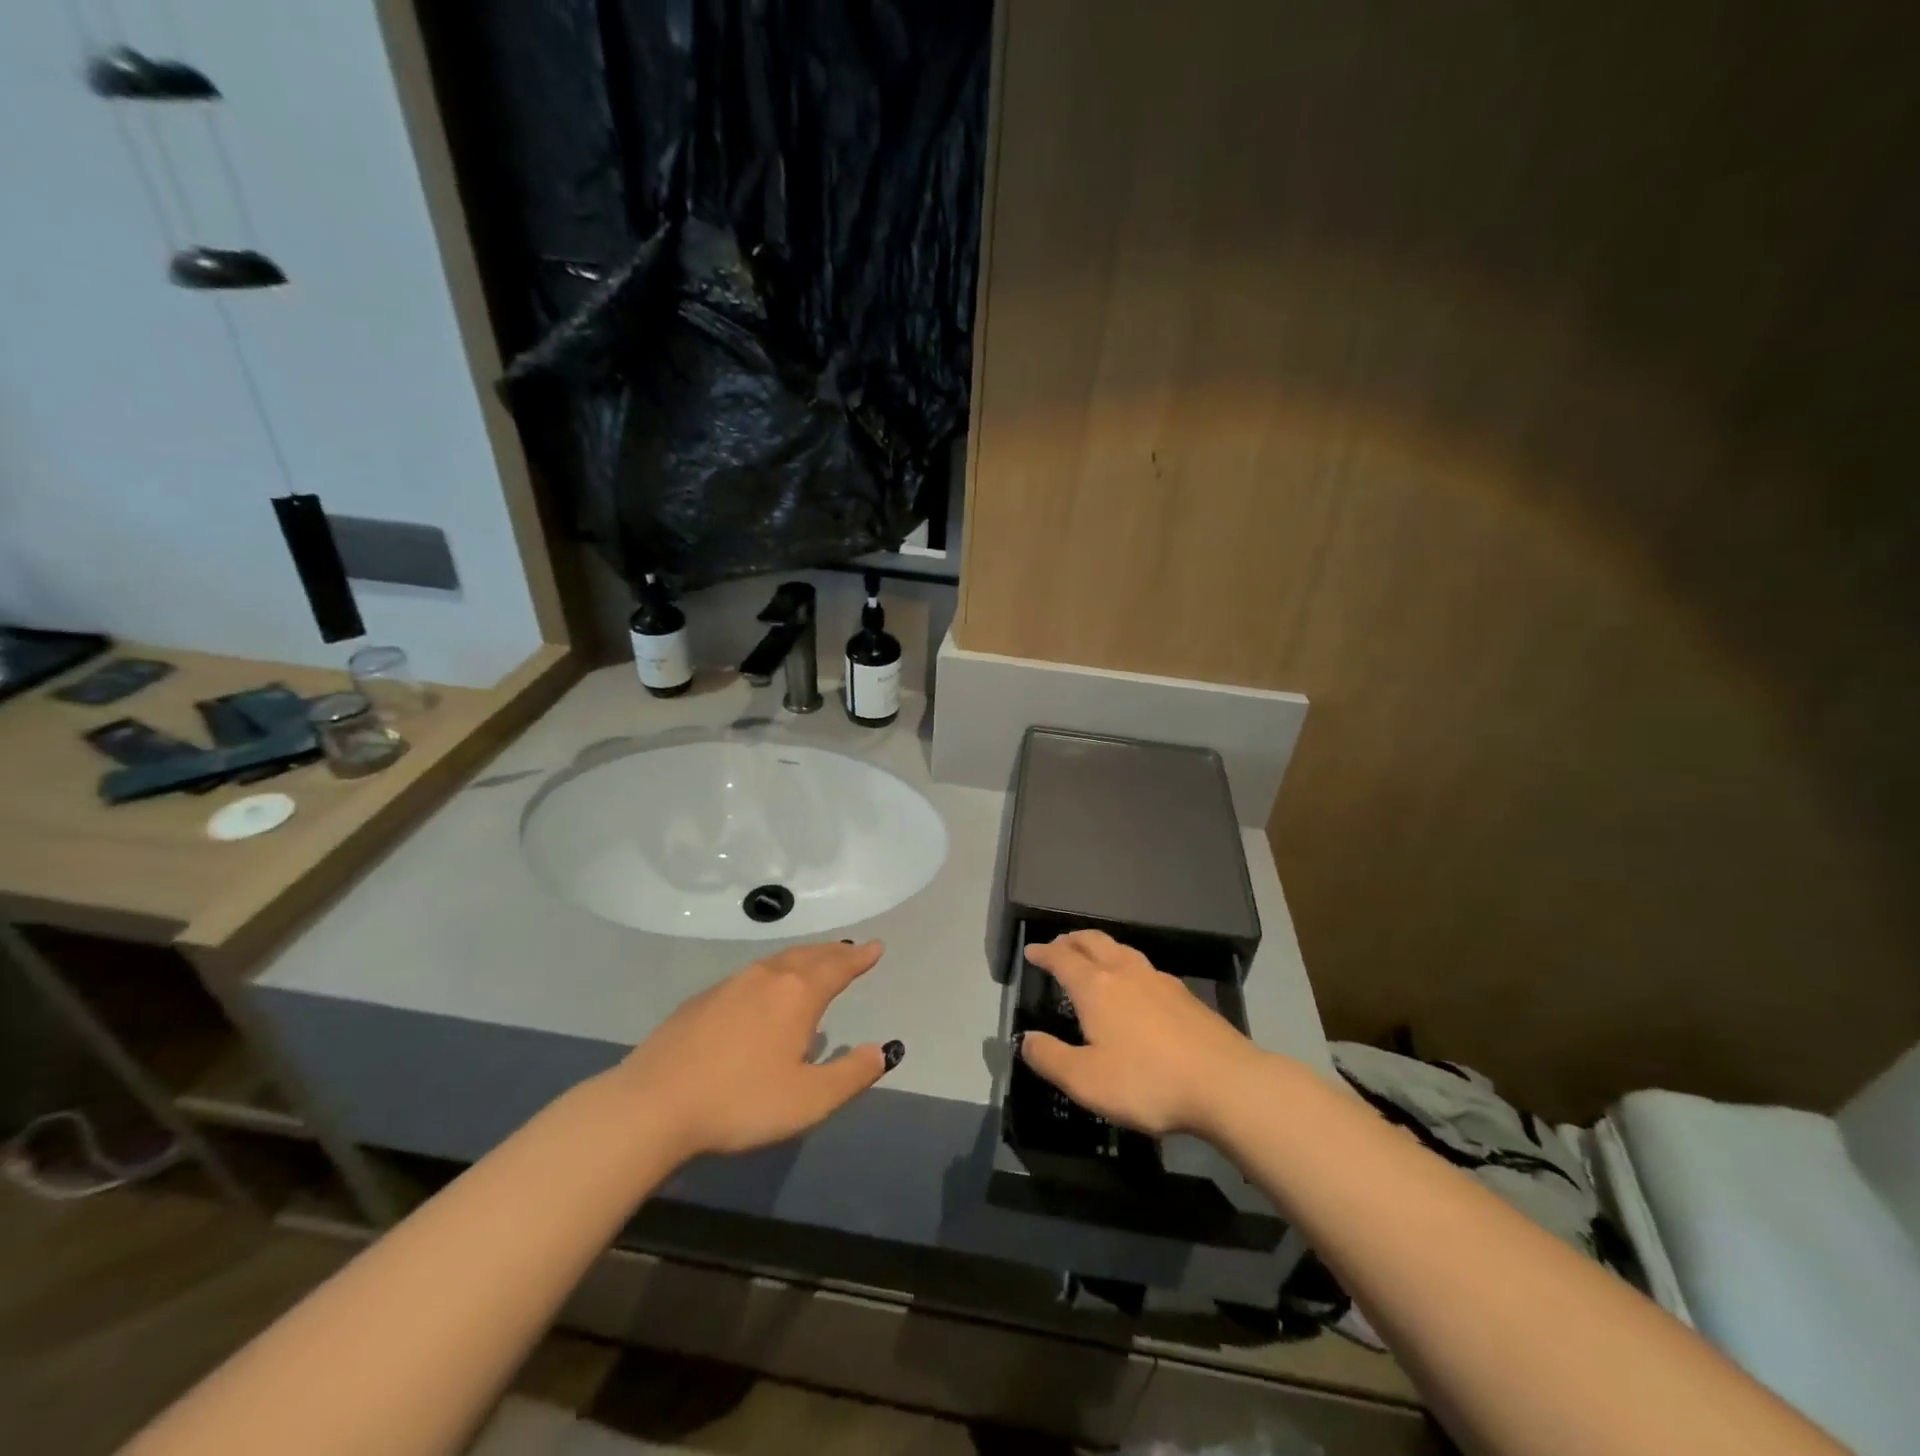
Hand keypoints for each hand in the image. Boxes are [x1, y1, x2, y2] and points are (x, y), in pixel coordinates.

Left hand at [611, 940, 902, 1160]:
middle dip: (833, 952)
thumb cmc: (741, 1101)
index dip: (860, 958)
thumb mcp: (809, 1100)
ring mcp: (730, 985)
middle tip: (850, 950)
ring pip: (777, 961)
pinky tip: (764, 991)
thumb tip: (882, 1051)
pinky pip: (751, 975)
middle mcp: (766, 978)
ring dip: (803, 959)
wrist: (654, 1104)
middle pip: (808, 956)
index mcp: (798, 995)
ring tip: (814, 963)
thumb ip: (851, 1075)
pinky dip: (772, 974)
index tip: (876, 947)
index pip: (838, 967)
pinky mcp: (701, 1000)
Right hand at [1019, 929, 1269, 1136]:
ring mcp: (1159, 980)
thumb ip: (1050, 1058)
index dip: (1044, 953)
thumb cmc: (1147, 1081)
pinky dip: (1128, 966)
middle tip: (1060, 945)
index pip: (1062, 959)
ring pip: (1123, 950)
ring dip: (1102, 948)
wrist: (1225, 1083)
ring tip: (1095, 957)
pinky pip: (1146, 968)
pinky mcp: (1185, 996)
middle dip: (1073, 940)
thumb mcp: (1086, 1080)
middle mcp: (1125, 973)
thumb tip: (1026, 1039)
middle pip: (1094, 942)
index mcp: (1096, 987)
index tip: (1031, 951)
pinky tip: (1137, 986)